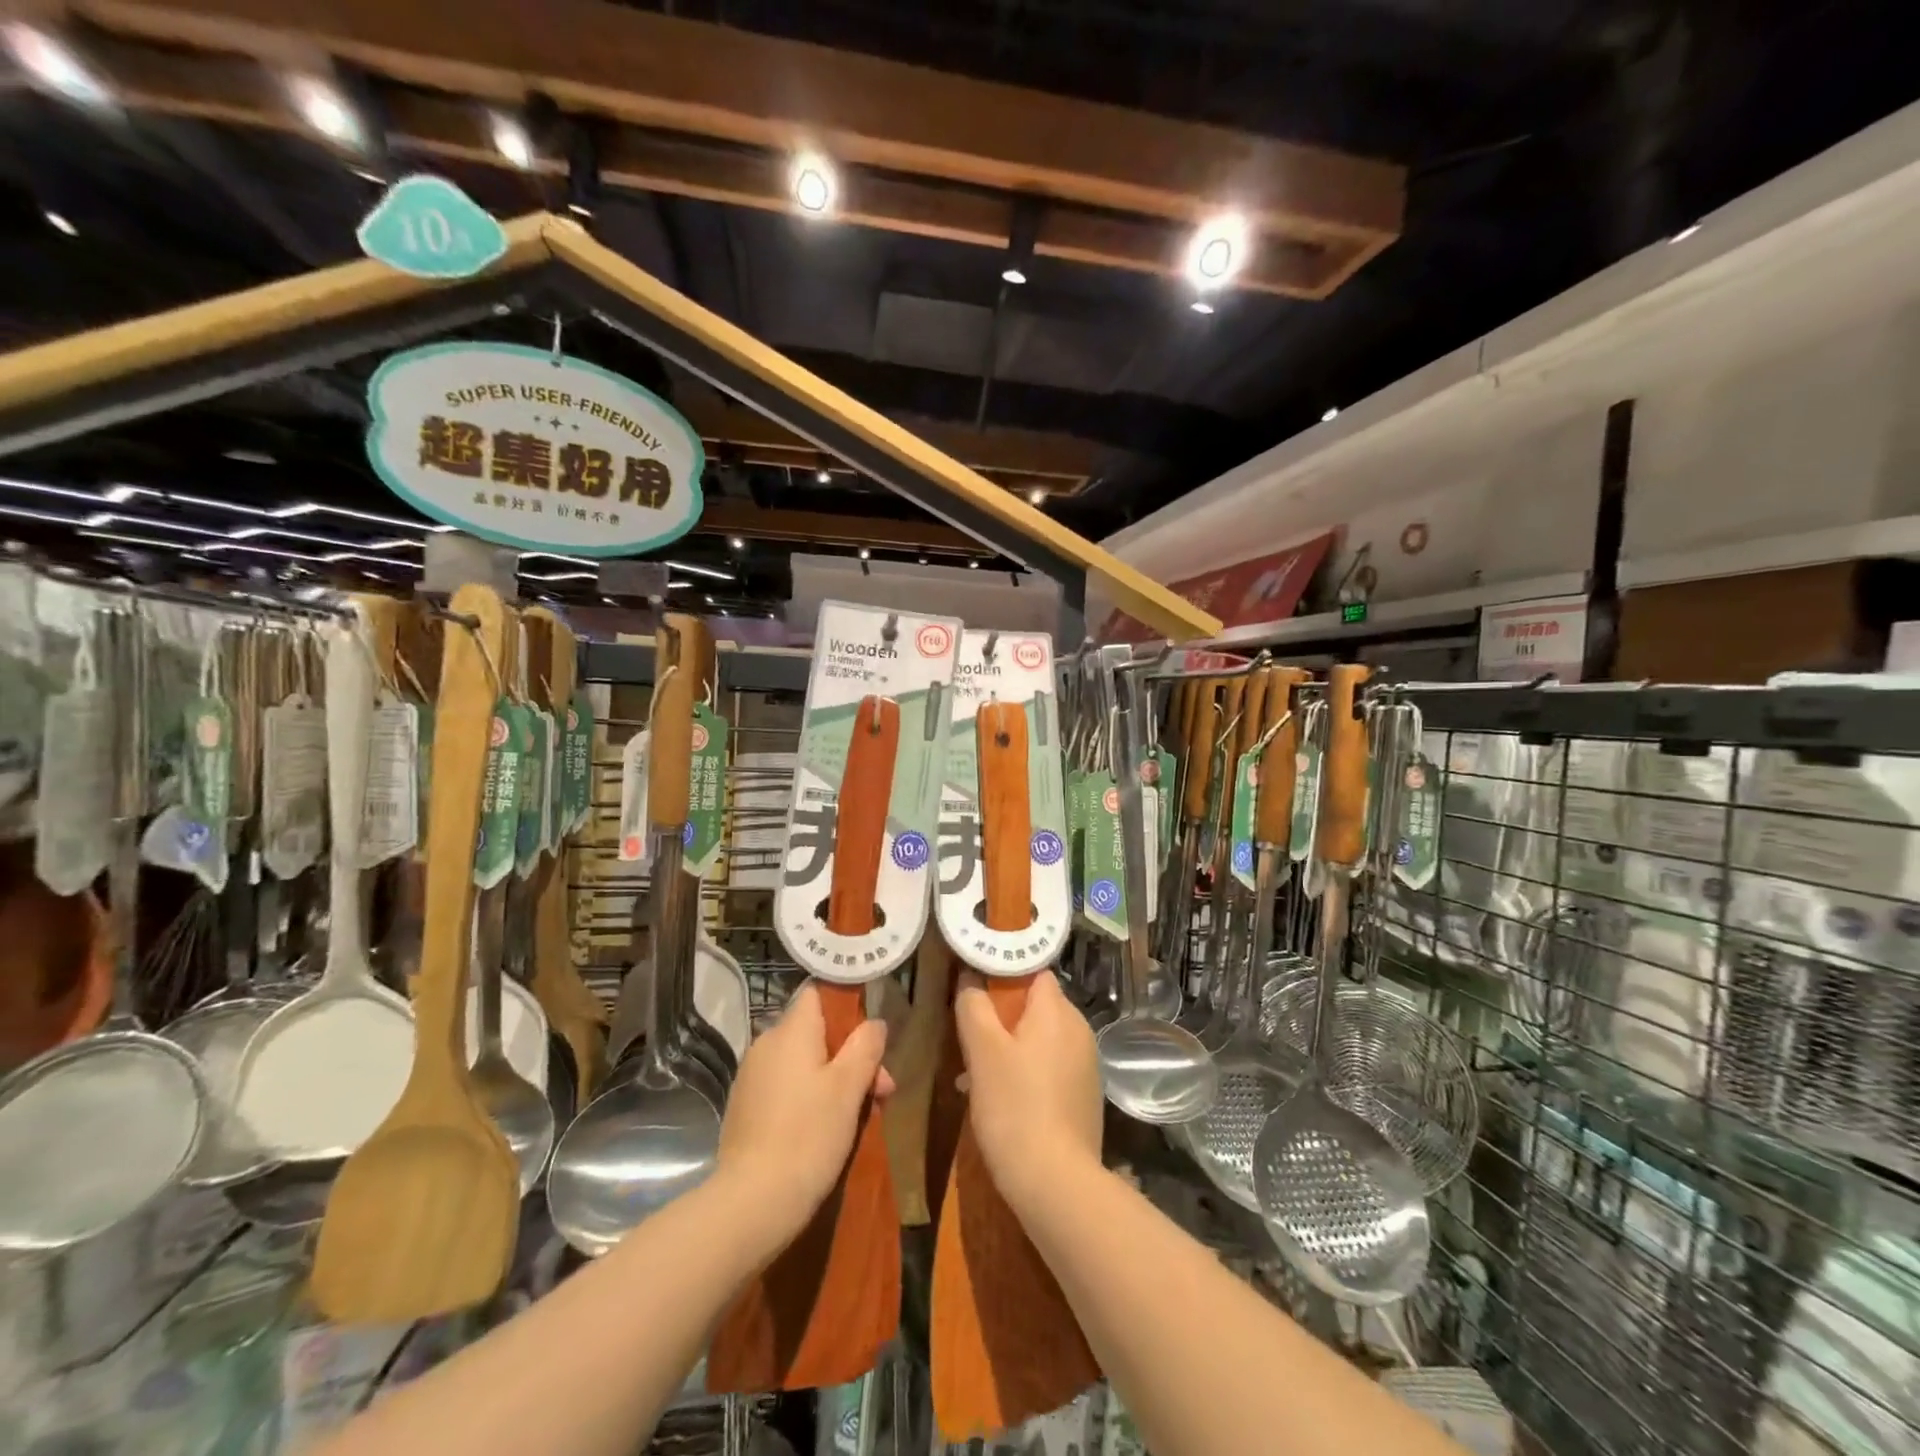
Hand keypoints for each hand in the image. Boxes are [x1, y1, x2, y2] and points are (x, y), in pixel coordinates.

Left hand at [715, 983, 893, 1237]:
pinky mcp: (744, 1108)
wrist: (751, 1203)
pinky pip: (784, 1088)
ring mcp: (751, 1077)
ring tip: (859, 1117)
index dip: (846, 1008)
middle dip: (850, 1056)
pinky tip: (824, 1131)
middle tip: (881, 1091)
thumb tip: (875, 1022)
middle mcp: (766, 1044)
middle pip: (815, 1033)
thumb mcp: (849, 1087)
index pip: (817, 995)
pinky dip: (807, 1099)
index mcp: (790, 1030)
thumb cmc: (808, 1135)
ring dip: (832, 1081)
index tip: (870, 1036)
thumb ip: (865, 1046)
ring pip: (802, 1063)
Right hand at [953, 971, 1102, 1208]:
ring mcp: (1086, 1064)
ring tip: (975, 1074)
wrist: (1057, 1183)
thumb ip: (973, 1007)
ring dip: (1009, 1048)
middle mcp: (1079, 1030)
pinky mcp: (1084, 1095)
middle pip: (1036, 1006)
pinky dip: (1026, 1072)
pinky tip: (1000, 1100)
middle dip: (1001, 1017)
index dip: (1003, 974)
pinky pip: (1050, 1067)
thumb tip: (970, 977)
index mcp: (1057, 1011)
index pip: (1033, 971)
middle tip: (969, 1036)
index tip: (974, 987)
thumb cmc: (1015, 1106)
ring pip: (1040, 1039)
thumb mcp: (982, 1052)